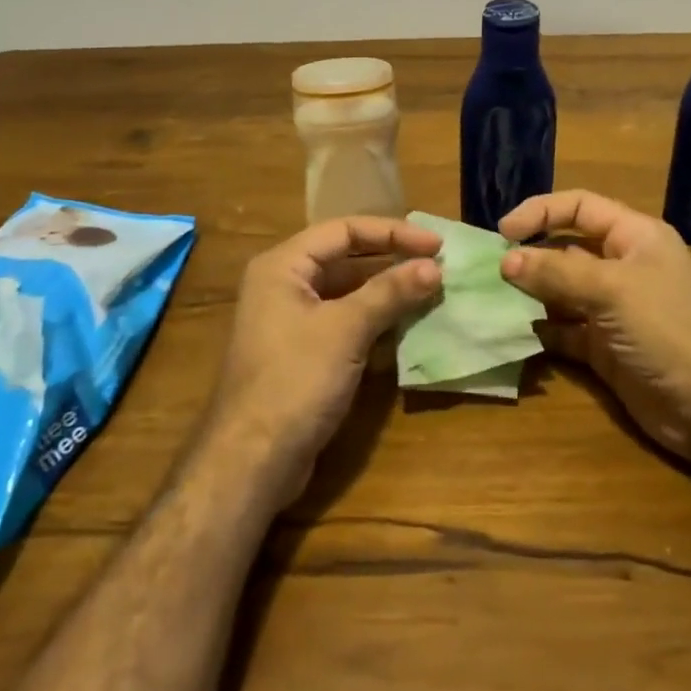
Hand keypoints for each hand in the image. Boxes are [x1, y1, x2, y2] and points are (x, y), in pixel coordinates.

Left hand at [208, 216, 442, 503]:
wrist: (252, 460)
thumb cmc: (295, 380)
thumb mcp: (345, 329)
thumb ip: (390, 292)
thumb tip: (434, 266)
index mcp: (283, 265)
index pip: (344, 230)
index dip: (392, 232)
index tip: (436, 245)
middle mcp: (284, 284)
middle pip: (345, 257)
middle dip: (392, 260)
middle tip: (438, 266)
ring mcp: (292, 320)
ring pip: (347, 291)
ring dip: (387, 291)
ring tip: (431, 291)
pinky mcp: (303, 351)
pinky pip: (344, 320)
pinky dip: (375, 318)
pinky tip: (407, 324)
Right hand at [500, 190, 690, 460]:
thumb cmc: (666, 329)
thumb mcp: (612, 289)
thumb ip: (557, 271)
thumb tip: (506, 260)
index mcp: (635, 237)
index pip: (580, 206)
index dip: (541, 212)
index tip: (503, 231)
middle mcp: (622, 267)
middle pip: (566, 248)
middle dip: (529, 255)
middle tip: (489, 269)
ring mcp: (612, 310)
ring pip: (560, 291)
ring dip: (529, 293)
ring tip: (491, 298)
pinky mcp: (603, 347)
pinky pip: (563, 329)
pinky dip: (539, 329)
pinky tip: (512, 331)